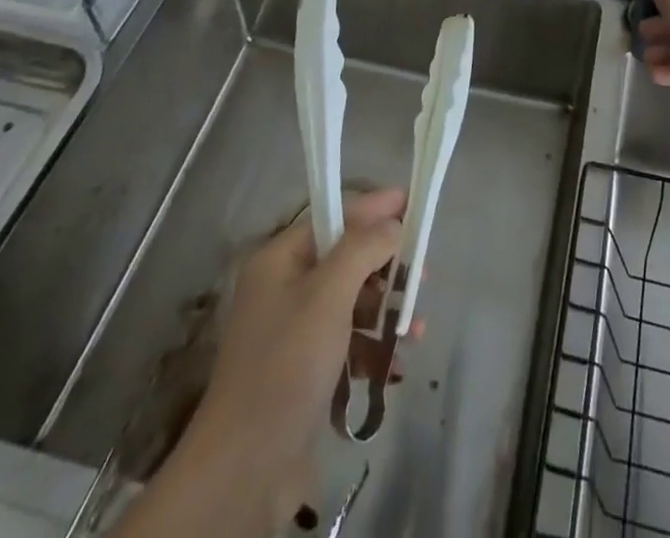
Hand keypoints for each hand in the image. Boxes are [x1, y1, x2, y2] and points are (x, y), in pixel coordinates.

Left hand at [137, 189, 405, 535]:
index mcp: (280, 259)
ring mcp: (293, 331)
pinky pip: (346, 342)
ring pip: (350, 303)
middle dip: (386, 267)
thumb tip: (392, 223)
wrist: (246, 467)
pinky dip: (371, 348)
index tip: (412, 203)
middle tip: (423, 276)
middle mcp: (284, 287)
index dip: (374, 208)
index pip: (334, 216)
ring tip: (415, 330)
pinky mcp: (303, 370)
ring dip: (385, 312)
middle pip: (346, 259)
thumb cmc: (288, 363)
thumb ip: (364, 248)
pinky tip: (396, 365)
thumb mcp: (329, 294)